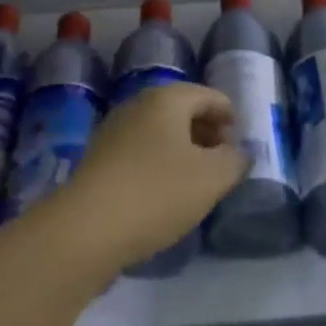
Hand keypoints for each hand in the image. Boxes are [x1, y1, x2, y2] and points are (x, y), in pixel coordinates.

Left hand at [56, 83, 246, 271]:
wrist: (85, 229)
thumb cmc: (156, 193)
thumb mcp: (211, 178)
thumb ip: (234, 161)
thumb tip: (237, 153)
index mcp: (166, 99)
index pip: (209, 95)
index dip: (229, 116)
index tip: (240, 142)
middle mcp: (137, 106)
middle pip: (181, 111)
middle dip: (206, 132)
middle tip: (223, 162)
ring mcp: (113, 132)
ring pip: (159, 133)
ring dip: (182, 151)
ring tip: (197, 182)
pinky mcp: (98, 161)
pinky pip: (140, 153)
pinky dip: (158, 165)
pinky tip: (165, 195)